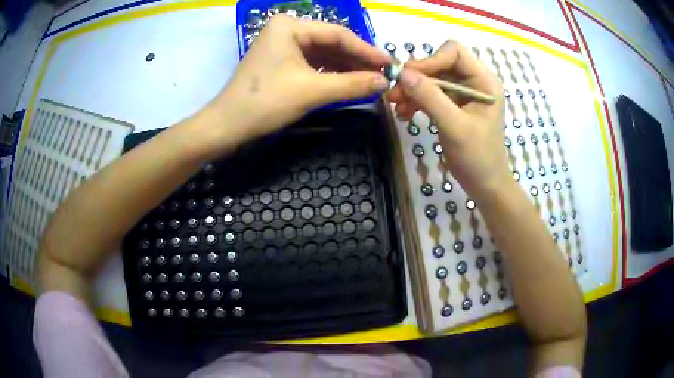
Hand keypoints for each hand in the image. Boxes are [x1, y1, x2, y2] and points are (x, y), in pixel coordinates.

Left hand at [195, 16, 391, 155]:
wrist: (227, 126)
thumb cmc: (265, 103)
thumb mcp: (312, 92)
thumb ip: (352, 84)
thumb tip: (384, 82)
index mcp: (290, 27)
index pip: (338, 34)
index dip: (366, 50)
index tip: (390, 64)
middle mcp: (287, 30)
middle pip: (331, 42)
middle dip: (356, 60)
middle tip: (383, 74)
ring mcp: (283, 45)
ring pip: (323, 54)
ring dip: (346, 68)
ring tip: (371, 80)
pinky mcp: (281, 61)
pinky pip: (313, 64)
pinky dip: (331, 74)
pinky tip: (349, 82)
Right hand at [389, 40, 508, 198]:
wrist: (485, 184)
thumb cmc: (478, 158)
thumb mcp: (454, 127)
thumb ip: (430, 97)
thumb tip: (402, 74)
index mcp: (484, 81)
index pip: (454, 52)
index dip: (430, 60)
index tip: (408, 77)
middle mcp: (474, 81)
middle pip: (440, 64)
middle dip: (417, 78)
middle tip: (394, 94)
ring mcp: (464, 93)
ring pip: (433, 79)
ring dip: (413, 90)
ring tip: (396, 106)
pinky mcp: (454, 105)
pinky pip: (432, 94)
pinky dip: (417, 101)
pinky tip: (404, 114)